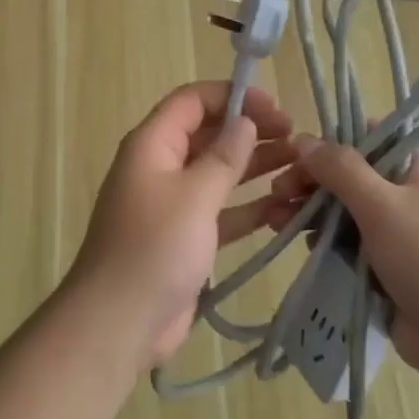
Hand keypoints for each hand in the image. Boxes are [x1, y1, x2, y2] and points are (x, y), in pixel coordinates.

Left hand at [69, 82, 294, 368]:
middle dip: (249, 131)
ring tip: (299, 165)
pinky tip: (284, 208)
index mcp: (153, 144)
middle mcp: (161, 166)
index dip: (232, 96)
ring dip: (255, 166)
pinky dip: (249, 206)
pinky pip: (221, 210)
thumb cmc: (154, 248)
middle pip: (208, 134)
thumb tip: (245, 121)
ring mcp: (173, 204)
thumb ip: (224, 157)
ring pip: (218, 172)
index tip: (274, 106)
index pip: (192, 101)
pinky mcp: (186, 237)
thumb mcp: (194, 195)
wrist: (119, 323)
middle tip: (295, 138)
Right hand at [270, 139, 418, 394]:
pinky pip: (348, 242)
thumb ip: (340, 168)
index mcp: (418, 164)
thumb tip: (303, 140)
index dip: (327, 144)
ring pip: (343, 209)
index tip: (292, 158)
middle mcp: (408, 189)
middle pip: (348, 174)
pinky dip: (323, 241)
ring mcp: (398, 228)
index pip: (365, 136)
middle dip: (309, 182)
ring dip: (309, 211)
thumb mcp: (382, 205)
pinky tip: (300, 245)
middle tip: (276, 195)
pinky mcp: (387, 263)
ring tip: (273, 221)